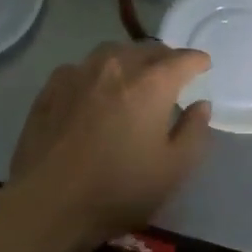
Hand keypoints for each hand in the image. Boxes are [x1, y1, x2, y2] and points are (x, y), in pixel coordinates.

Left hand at [7, 41, 212, 249]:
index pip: (182, 59)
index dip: (197, 61)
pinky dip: (97, 72)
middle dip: (165, 58)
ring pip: (112, 52)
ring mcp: (79, 73)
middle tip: (171, 74)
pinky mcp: (51, 88)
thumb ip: (194, 132)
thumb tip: (200, 105)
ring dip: (130, 59)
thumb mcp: (173, 170)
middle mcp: (116, 67)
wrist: (48, 202)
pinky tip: (94, 91)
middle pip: (147, 49)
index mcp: (151, 84)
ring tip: (133, 77)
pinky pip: (82, 67)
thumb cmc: (119, 189)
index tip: (203, 66)